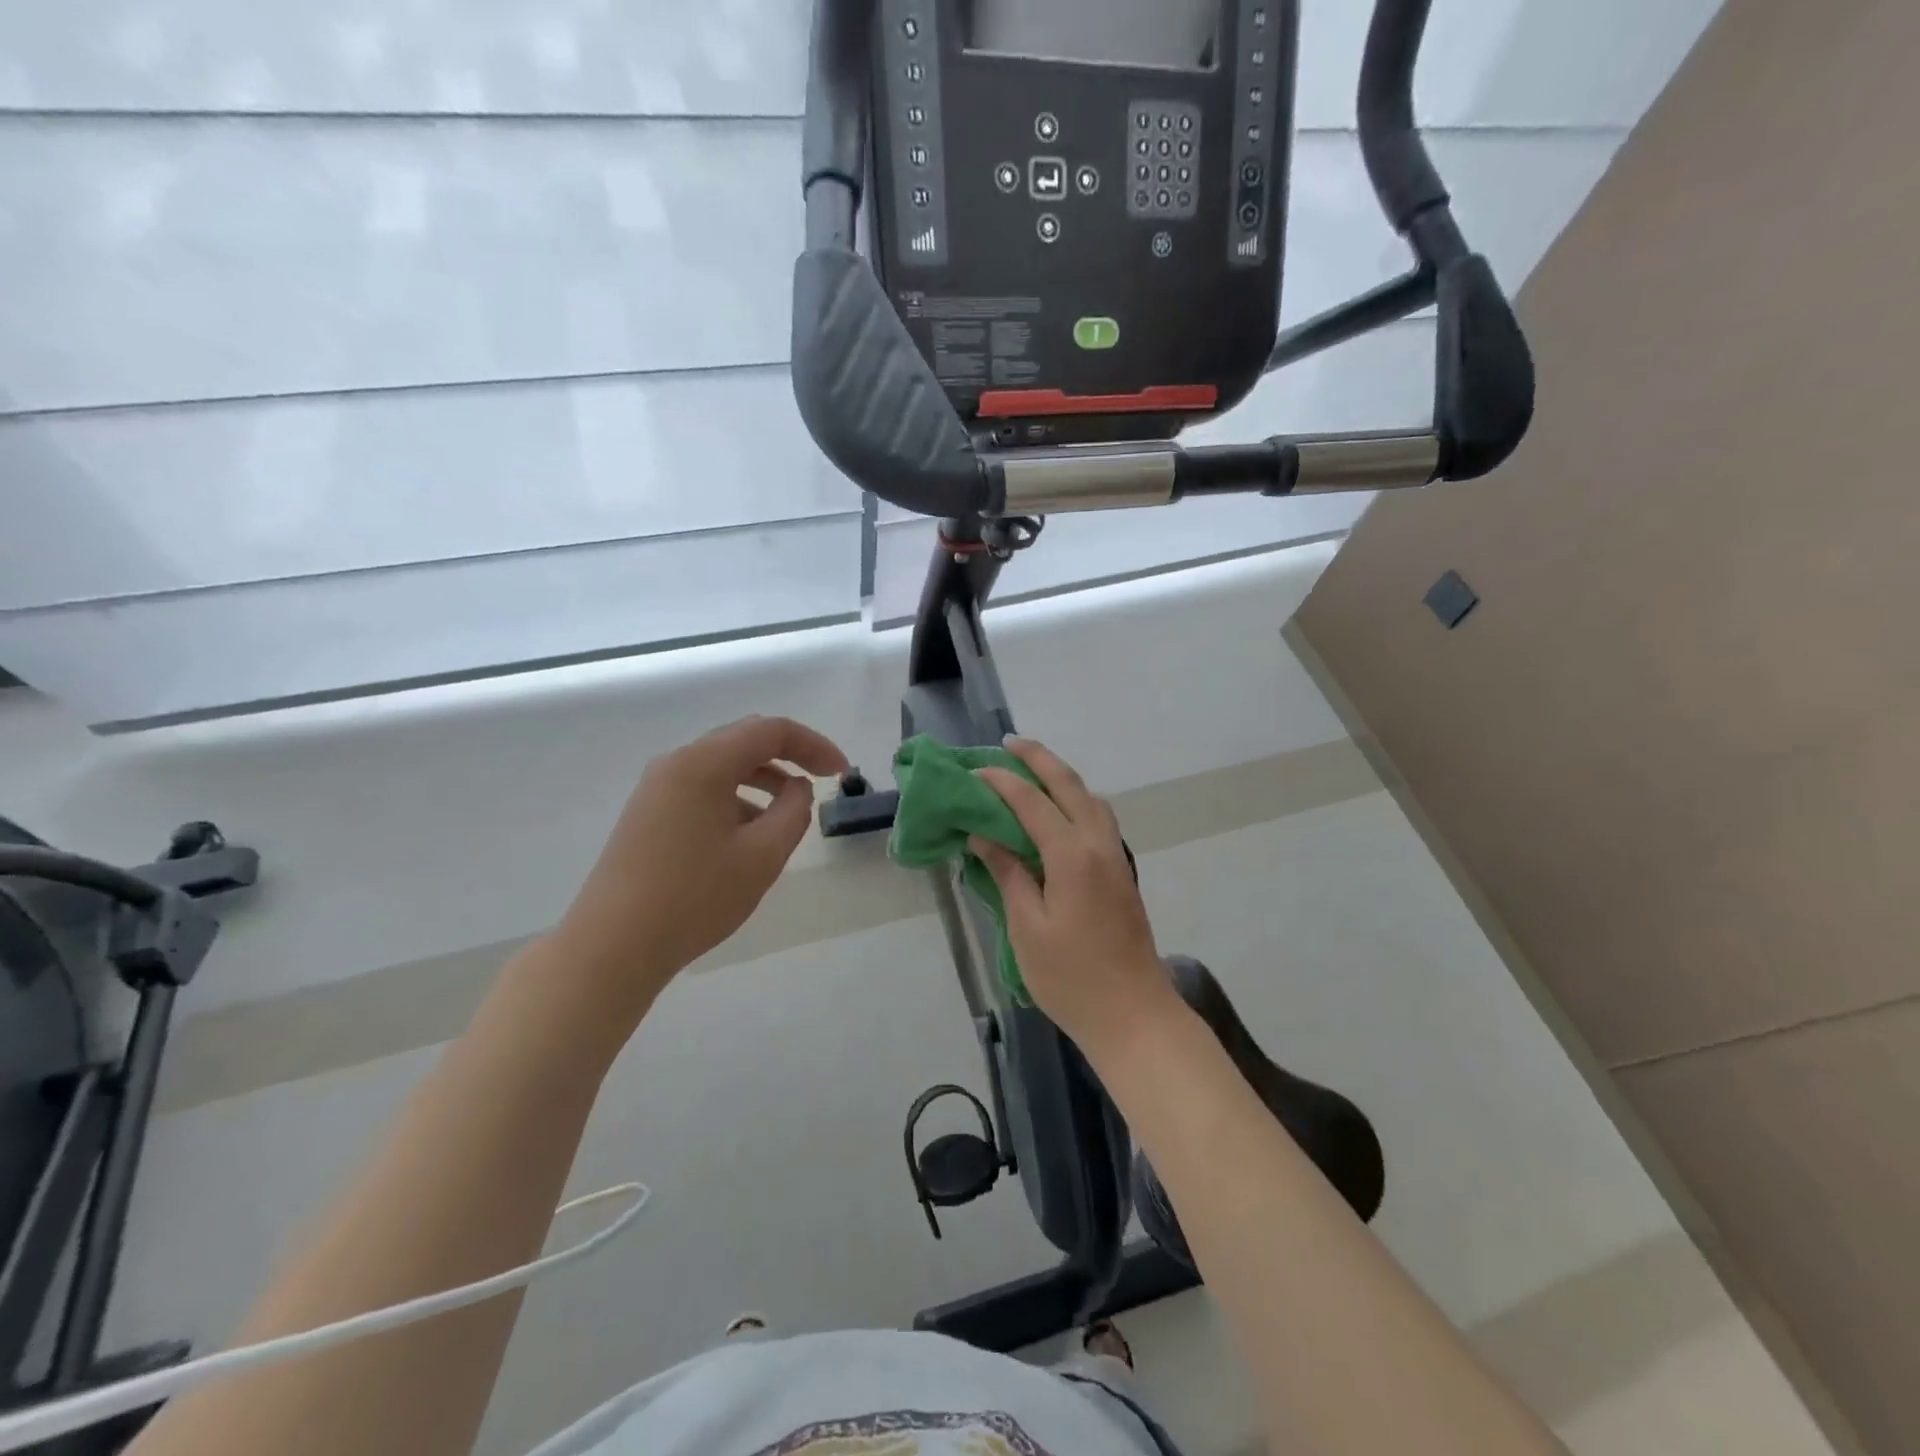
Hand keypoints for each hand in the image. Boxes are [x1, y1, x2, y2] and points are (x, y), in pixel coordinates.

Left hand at [554, 716, 847, 1019]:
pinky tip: (748, 834)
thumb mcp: (762, 856)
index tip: (842, 773)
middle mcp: (676, 763)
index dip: (814, 745)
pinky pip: (702, 787)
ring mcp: (656, 787)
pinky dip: (735, 797)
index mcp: (704, 763)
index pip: (771, 731)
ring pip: (722, 765)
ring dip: (762, 778)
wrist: (613, 946)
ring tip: (789, 812)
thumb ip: (794, 812)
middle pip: (744, 740)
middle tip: (823, 782)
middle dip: (789, 756)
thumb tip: (797, 789)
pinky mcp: (647, 812)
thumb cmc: (695, 897)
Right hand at [972, 738, 1182, 1057]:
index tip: (974, 772)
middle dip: (1040, 759)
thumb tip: (983, 834)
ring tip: (1033, 773)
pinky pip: (1099, 820)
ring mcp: (1116, 858)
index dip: (1001, 782)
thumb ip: (1007, 873)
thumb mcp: (1027, 926)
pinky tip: (1058, 814)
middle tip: (1010, 743)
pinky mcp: (1122, 874)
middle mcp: (1099, 844)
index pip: (1031, 802)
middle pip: (1070, 785)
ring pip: (1091, 799)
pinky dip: (1076, 801)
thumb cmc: (1071, 977)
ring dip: (1063, 778)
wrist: (1134, 1015)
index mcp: (1072, 855)